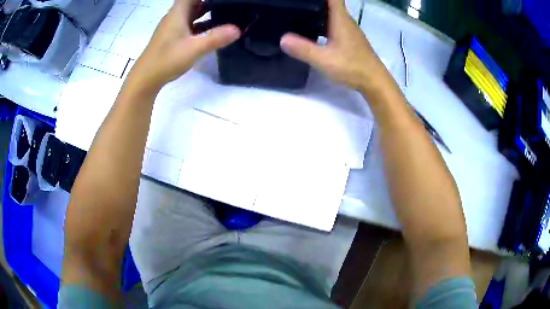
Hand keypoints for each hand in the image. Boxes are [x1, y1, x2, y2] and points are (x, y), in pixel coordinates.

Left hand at [127, 0, 239, 92]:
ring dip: (206, 12)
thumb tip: (238, 30)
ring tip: (225, 13)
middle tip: (228, 5)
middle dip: (209, 2)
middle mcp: (174, 17)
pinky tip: (212, 30)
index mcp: (177, 13)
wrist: (145, 79)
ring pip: (191, 14)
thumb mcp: (194, 49)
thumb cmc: (166, 60)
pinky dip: (201, 25)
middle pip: (193, 3)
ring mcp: (173, 28)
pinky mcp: (172, 38)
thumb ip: (216, 38)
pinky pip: (190, 25)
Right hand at [280, 0, 383, 90]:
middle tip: (295, 6)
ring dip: (318, 13)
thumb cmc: (352, 67)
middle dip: (314, 3)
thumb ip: (303, 49)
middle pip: (330, 4)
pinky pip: (334, 25)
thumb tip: (282, 39)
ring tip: (299, 15)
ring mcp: (349, 30)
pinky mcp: (350, 39)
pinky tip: (313, 32)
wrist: (374, 81)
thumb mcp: (324, 59)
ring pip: (332, 15)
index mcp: (340, 19)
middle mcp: (345, 21)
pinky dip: (323, 24)